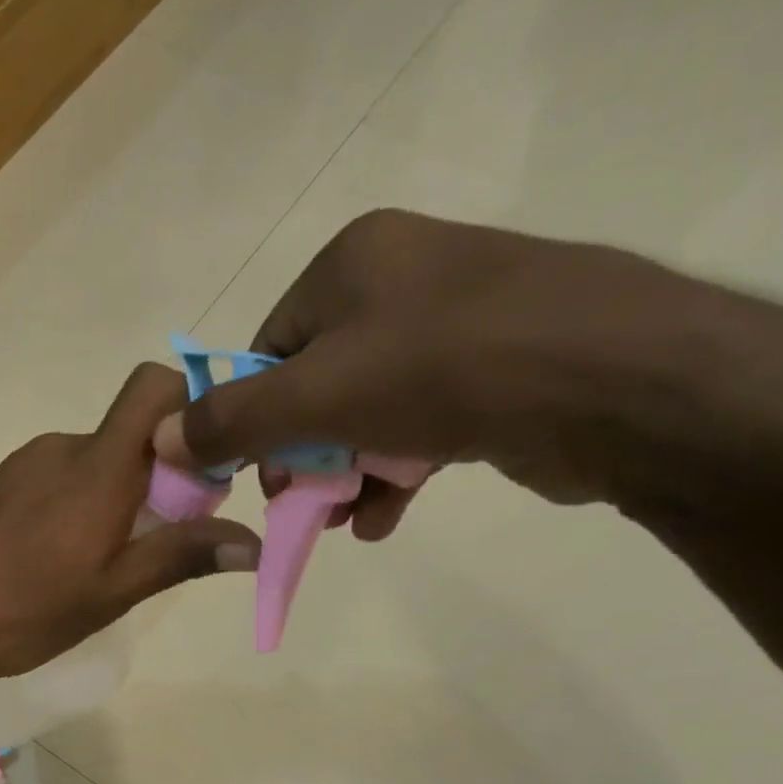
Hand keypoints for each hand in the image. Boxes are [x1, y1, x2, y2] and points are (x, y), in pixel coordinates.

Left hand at [0, 363, 259, 689]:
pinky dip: (76, 507)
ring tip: (101, 563)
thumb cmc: (23, 611)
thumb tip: (253, 542)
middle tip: (156, 543)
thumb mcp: (110, 592)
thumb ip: (180, 556)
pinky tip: (56, 561)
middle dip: (159, 476)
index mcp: (97, 466)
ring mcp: (22, 466)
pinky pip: (55, 481)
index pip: (155, 388)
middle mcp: (61, 449)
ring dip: (115, 497)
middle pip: (130, 435)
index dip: (191, 412)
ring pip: (92, 462)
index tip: (204, 473)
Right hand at [154, 209, 782, 532]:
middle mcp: (403, 280)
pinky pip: (418, 425)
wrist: (623, 384)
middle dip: (300, 454)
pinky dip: (393, 473)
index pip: (268, 347)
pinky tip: (383, 518)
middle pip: (314, 383)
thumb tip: (159, 438)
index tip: (251, 473)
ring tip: (341, 521)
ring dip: (343, 475)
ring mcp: (457, 323)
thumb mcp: (315, 396)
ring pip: (365, 411)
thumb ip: (230, 420)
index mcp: (354, 261)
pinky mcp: (497, 371)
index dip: (248, 416)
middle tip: (298, 505)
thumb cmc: (444, 371)